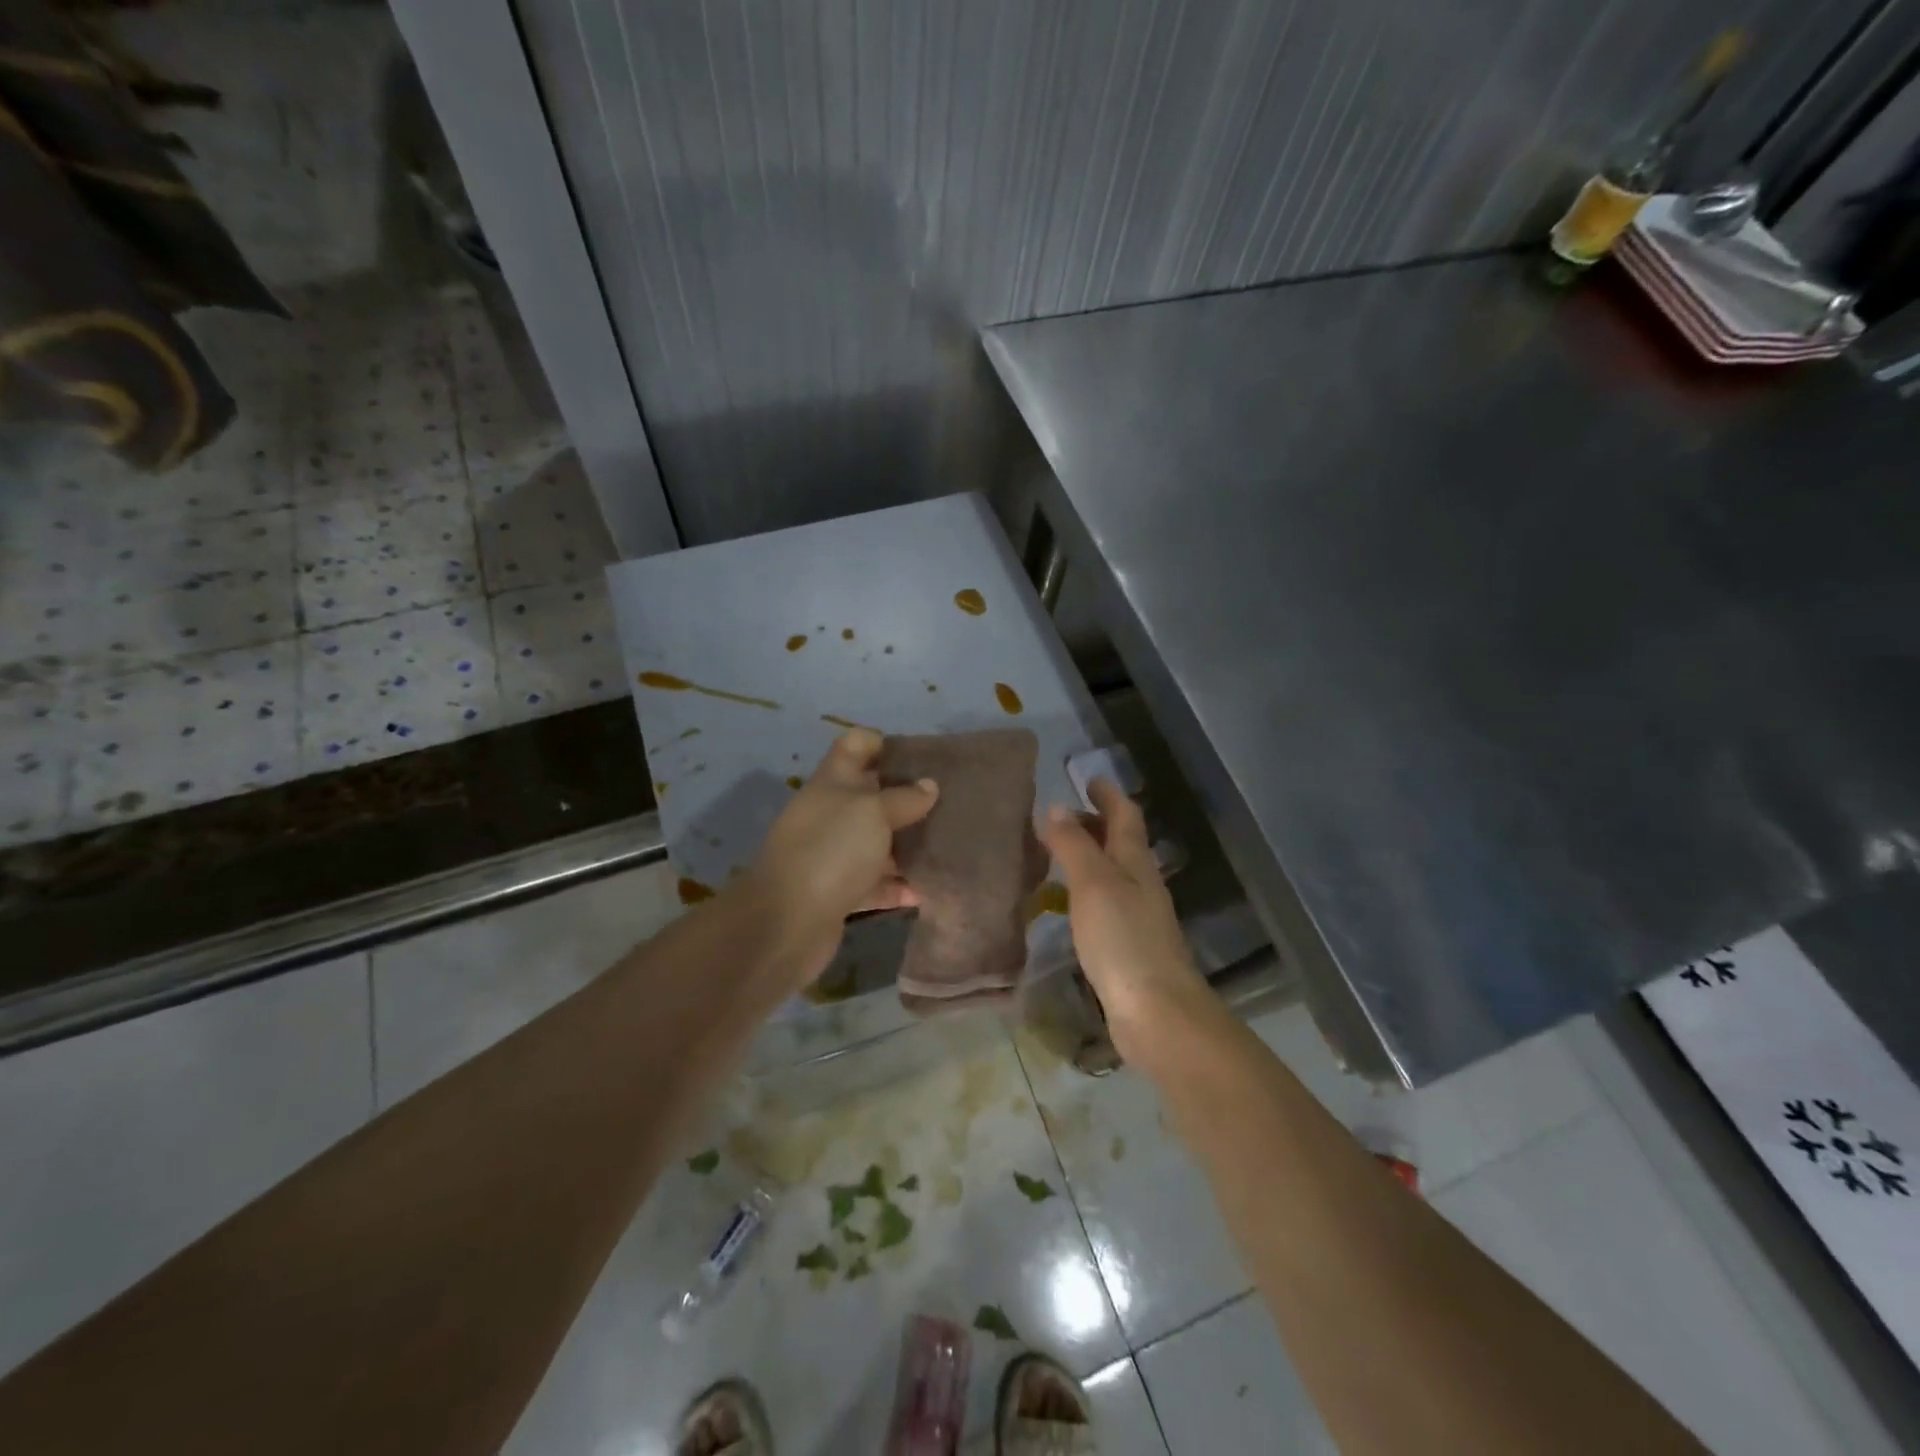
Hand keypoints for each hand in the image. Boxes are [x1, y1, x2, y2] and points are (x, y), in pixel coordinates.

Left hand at [738, 729, 937, 986]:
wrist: (786, 923)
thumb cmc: (831, 850)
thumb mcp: (872, 812)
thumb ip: (904, 798)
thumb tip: (929, 785)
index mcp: (833, 782)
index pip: (856, 744)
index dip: (885, 743)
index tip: (924, 756)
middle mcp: (831, 813)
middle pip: (871, 795)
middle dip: (908, 797)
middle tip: (951, 802)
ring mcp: (833, 854)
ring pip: (877, 841)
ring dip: (907, 845)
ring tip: (949, 845)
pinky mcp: (839, 893)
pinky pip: (875, 884)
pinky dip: (898, 886)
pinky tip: (927, 890)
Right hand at [1038, 779, 1205, 1061]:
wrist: (1156, 1011)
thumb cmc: (1123, 938)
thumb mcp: (1092, 882)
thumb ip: (1073, 844)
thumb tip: (1055, 807)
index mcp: (1135, 861)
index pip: (1125, 815)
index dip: (1108, 795)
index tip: (1089, 779)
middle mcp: (1141, 883)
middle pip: (1120, 843)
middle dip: (1094, 825)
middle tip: (1059, 820)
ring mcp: (1138, 916)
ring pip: (1112, 873)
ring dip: (1088, 858)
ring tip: (1055, 857)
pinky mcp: (1128, 946)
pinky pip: (1105, 904)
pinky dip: (1085, 892)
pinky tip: (1068, 906)